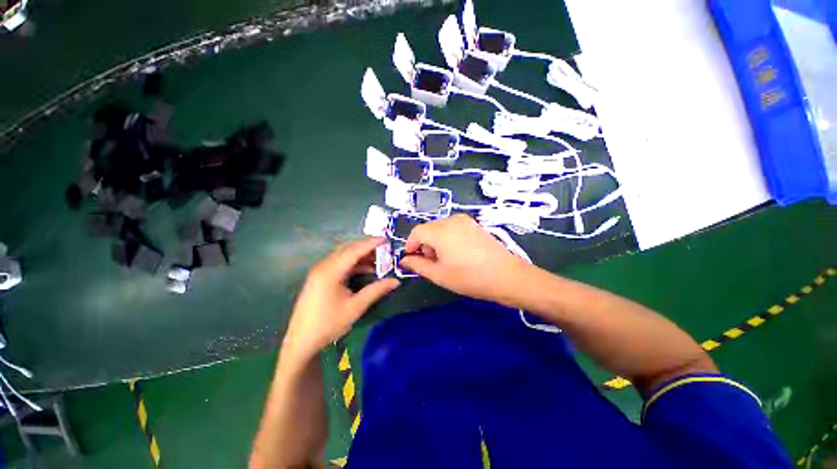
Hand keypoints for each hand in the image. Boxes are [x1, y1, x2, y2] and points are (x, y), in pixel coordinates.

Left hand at [283, 237, 399, 360]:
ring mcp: (320, 271)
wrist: (302, 341)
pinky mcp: (320, 277)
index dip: (370, 243)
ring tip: (378, 260)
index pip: (354, 250)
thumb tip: (396, 281)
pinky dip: (354, 264)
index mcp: (331, 271)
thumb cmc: (329, 324)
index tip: (386, 239)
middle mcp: (324, 266)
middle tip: (384, 248)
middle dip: (366, 247)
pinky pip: (340, 264)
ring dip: (361, 256)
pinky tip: (365, 270)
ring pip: (344, 256)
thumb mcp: (356, 307)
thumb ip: (376, 290)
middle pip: (348, 249)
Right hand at [400, 214, 531, 303]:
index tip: (412, 259)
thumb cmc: (470, 278)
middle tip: (429, 263)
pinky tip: (456, 253)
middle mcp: (451, 220)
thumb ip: (418, 265)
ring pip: (440, 228)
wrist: (507, 276)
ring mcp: (465, 221)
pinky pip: (453, 227)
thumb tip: (405, 259)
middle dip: (423, 244)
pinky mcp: (474, 225)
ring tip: (443, 259)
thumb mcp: (439, 275)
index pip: (416, 232)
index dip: (410, 245)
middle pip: (428, 229)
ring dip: (435, 241)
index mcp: (440, 231)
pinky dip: (447, 238)